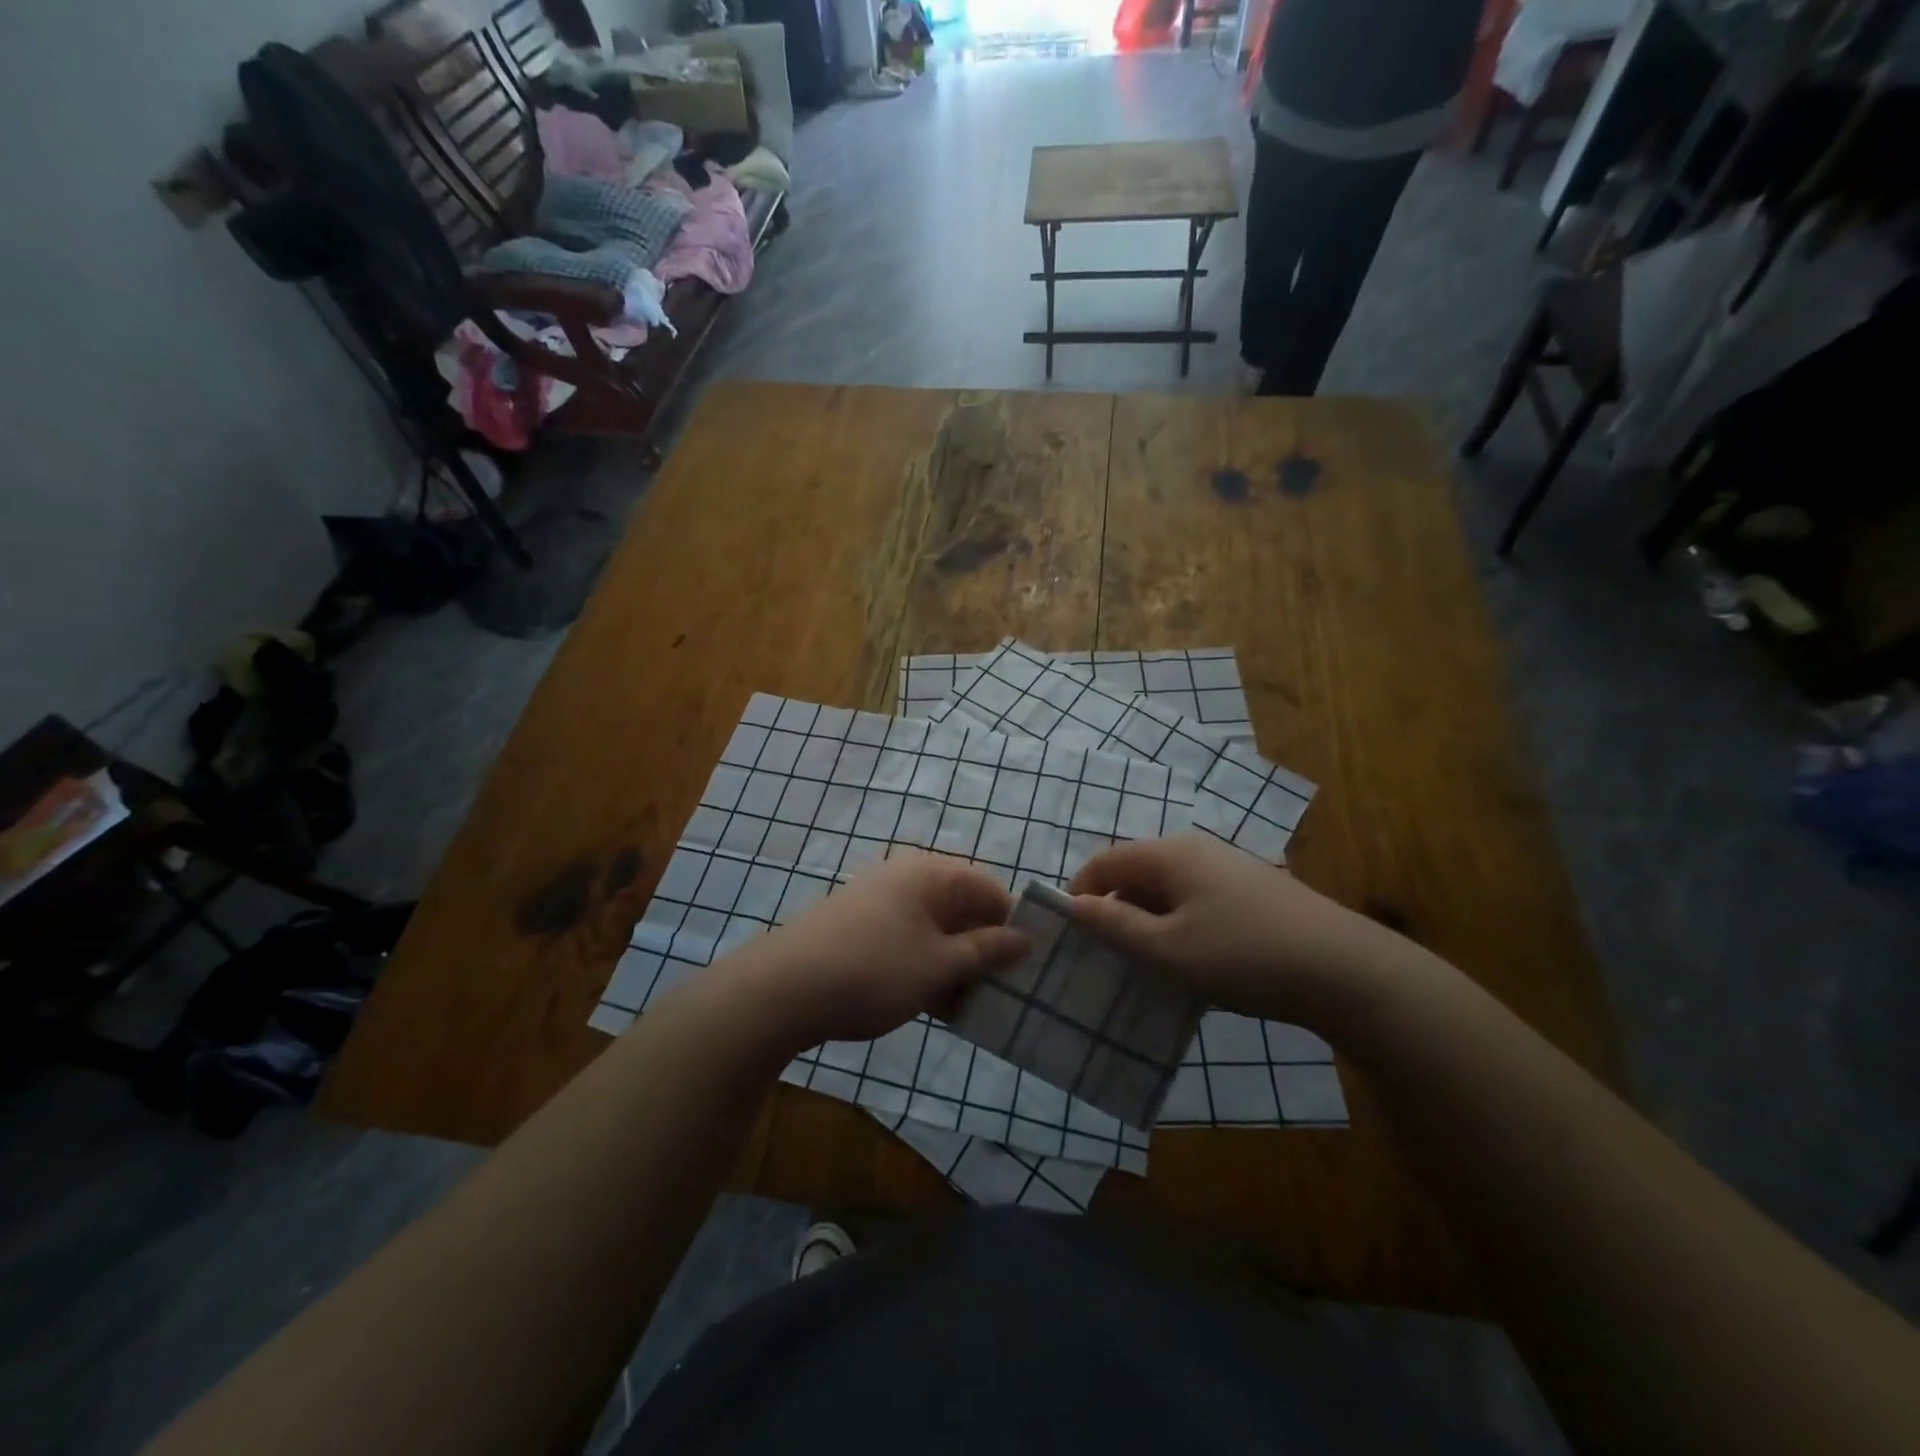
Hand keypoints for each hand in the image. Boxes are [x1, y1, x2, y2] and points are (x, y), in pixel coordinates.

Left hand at [728, 853, 1028, 1049]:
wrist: (782, 989)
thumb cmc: (874, 970)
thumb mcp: (939, 965)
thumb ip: (986, 951)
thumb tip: (1024, 938)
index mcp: (933, 874)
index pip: (991, 890)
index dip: (1013, 927)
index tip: (1030, 968)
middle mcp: (908, 877)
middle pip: (963, 909)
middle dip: (985, 951)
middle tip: (1004, 994)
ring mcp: (881, 901)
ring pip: (936, 930)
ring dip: (956, 965)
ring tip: (972, 1008)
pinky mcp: (861, 927)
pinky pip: (910, 941)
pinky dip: (927, 968)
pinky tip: (935, 1006)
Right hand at [1066, 834, 1415, 1028]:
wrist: (1345, 970)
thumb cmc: (1243, 955)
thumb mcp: (1167, 949)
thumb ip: (1115, 925)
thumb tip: (1072, 904)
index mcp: (1169, 854)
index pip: (1105, 861)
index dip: (1080, 893)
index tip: (1072, 936)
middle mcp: (1196, 850)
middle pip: (1136, 873)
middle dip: (1115, 912)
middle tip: (1110, 958)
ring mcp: (1228, 868)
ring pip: (1168, 891)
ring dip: (1149, 923)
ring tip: (1150, 967)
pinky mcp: (1252, 891)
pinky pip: (1197, 901)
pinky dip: (1180, 926)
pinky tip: (1194, 963)